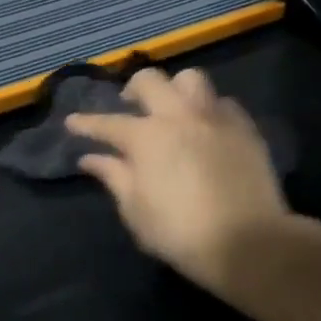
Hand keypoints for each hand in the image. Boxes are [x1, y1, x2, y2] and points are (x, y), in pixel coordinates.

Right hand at [68, 67, 289, 293]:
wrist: (248, 242)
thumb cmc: (180, 232)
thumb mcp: (136, 211)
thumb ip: (113, 177)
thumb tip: (91, 159)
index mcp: (146, 137)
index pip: (107, 123)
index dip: (86, 123)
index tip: (72, 122)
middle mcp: (179, 116)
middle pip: (150, 81)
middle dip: (132, 88)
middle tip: (128, 104)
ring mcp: (215, 118)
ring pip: (191, 79)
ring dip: (175, 89)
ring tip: (172, 108)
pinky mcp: (245, 128)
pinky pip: (223, 103)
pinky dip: (208, 109)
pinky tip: (207, 127)